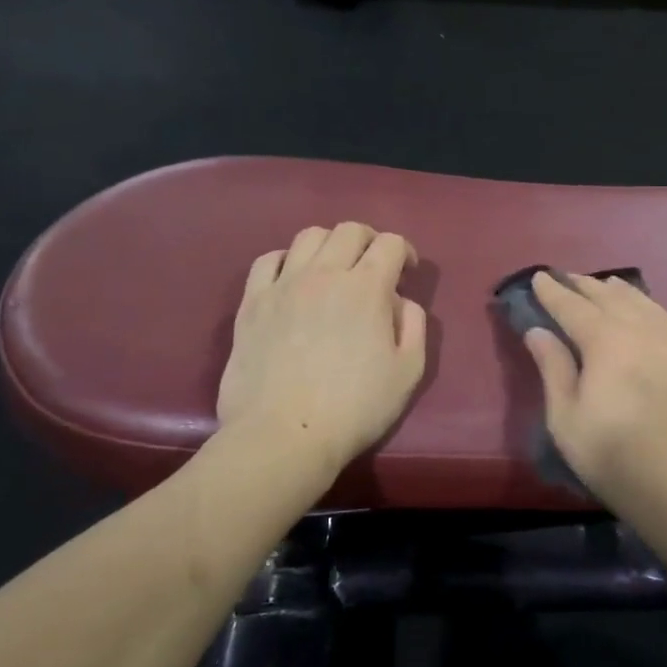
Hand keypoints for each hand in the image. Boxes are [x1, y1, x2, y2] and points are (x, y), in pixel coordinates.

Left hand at [217, 222, 427, 475]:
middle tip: (374, 266)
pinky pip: (268, 260)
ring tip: (333, 270)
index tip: (407, 272)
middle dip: (369, 240)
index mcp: (367, 288)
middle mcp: (325, 274)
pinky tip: (293, 280)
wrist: (283, 435)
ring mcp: (283, 285)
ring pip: (308, 236)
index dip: (405, 252)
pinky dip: (287, 260)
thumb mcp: (408, 371)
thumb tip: (400, 302)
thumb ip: (414, 325)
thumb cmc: (355, 408)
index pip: (390, 243)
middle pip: (349, 230)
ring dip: (329, 245)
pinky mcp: (252, 303)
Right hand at [523, 270, 666, 521]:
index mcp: (607, 342)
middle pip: (608, 296)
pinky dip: (646, 304)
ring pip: (640, 301)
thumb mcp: (567, 421)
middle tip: (565, 278)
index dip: (553, 291)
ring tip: (600, 285)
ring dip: (615, 291)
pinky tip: (642, 308)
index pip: (573, 306)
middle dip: (583, 285)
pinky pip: (664, 315)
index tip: (538, 277)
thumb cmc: (617, 459)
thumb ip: (553, 369)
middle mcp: (642, 329)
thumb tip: (537, 331)